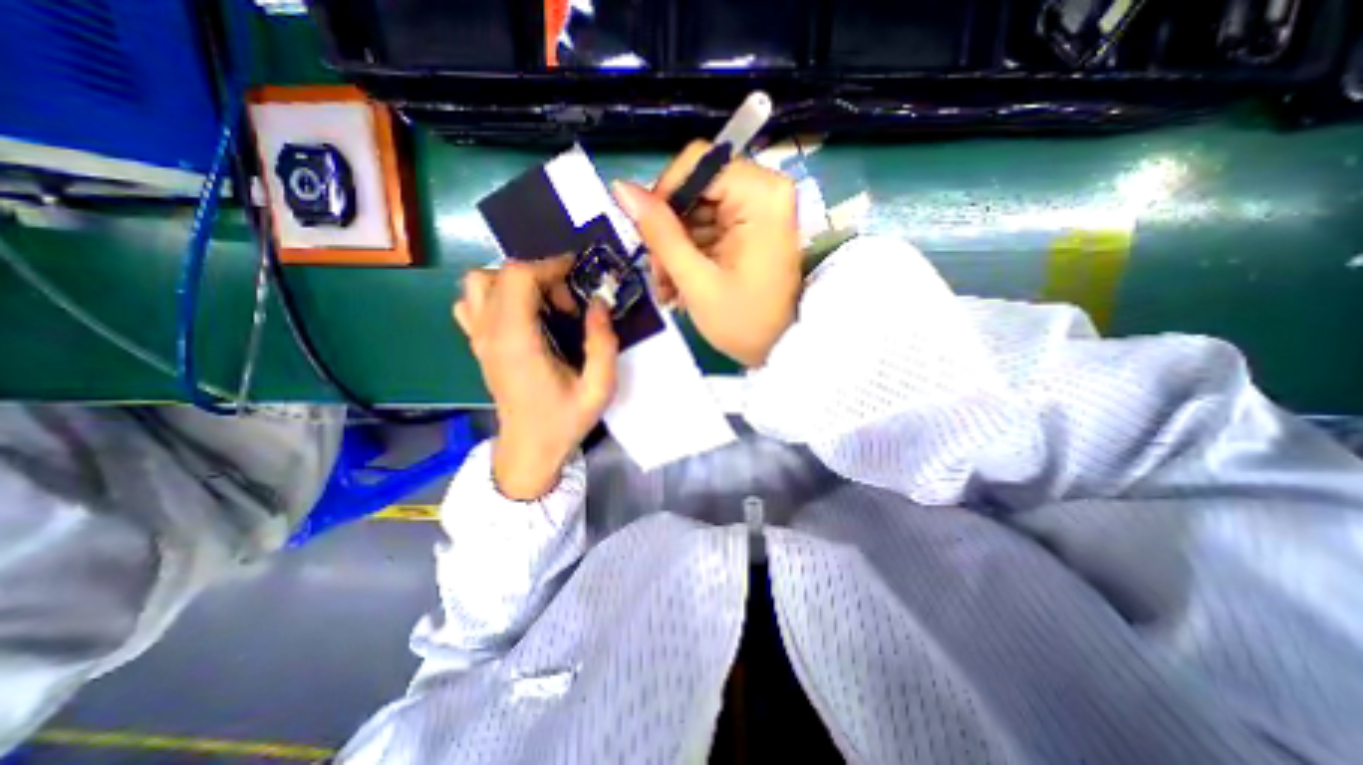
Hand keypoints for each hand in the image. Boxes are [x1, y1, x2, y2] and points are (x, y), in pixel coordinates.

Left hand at [452, 256, 617, 502]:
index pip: (518, 277)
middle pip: (500, 273)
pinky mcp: (479, 345)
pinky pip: (473, 303)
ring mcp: (479, 338)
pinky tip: (522, 316)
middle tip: (567, 303)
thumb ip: (603, 343)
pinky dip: (496, 296)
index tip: (579, 277)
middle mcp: (490, 334)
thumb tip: (599, 303)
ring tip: (544, 305)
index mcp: (517, 342)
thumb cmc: (564, 420)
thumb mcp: (599, 388)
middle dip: (540, 276)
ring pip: (479, 283)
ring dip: (515, 283)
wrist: (529, 449)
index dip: (550, 266)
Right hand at [613, 144, 801, 369]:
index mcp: (761, 194)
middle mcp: (765, 190)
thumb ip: (659, 232)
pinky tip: (682, 285)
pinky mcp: (753, 228)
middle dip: (669, 232)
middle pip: (695, 189)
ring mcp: (760, 210)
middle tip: (658, 274)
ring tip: (669, 289)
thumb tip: (621, 188)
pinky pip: (710, 227)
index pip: (696, 164)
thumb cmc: (744, 322)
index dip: (664, 196)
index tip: (648, 237)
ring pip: (698, 211)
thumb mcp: (696, 280)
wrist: (780, 349)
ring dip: (676, 248)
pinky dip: (691, 254)